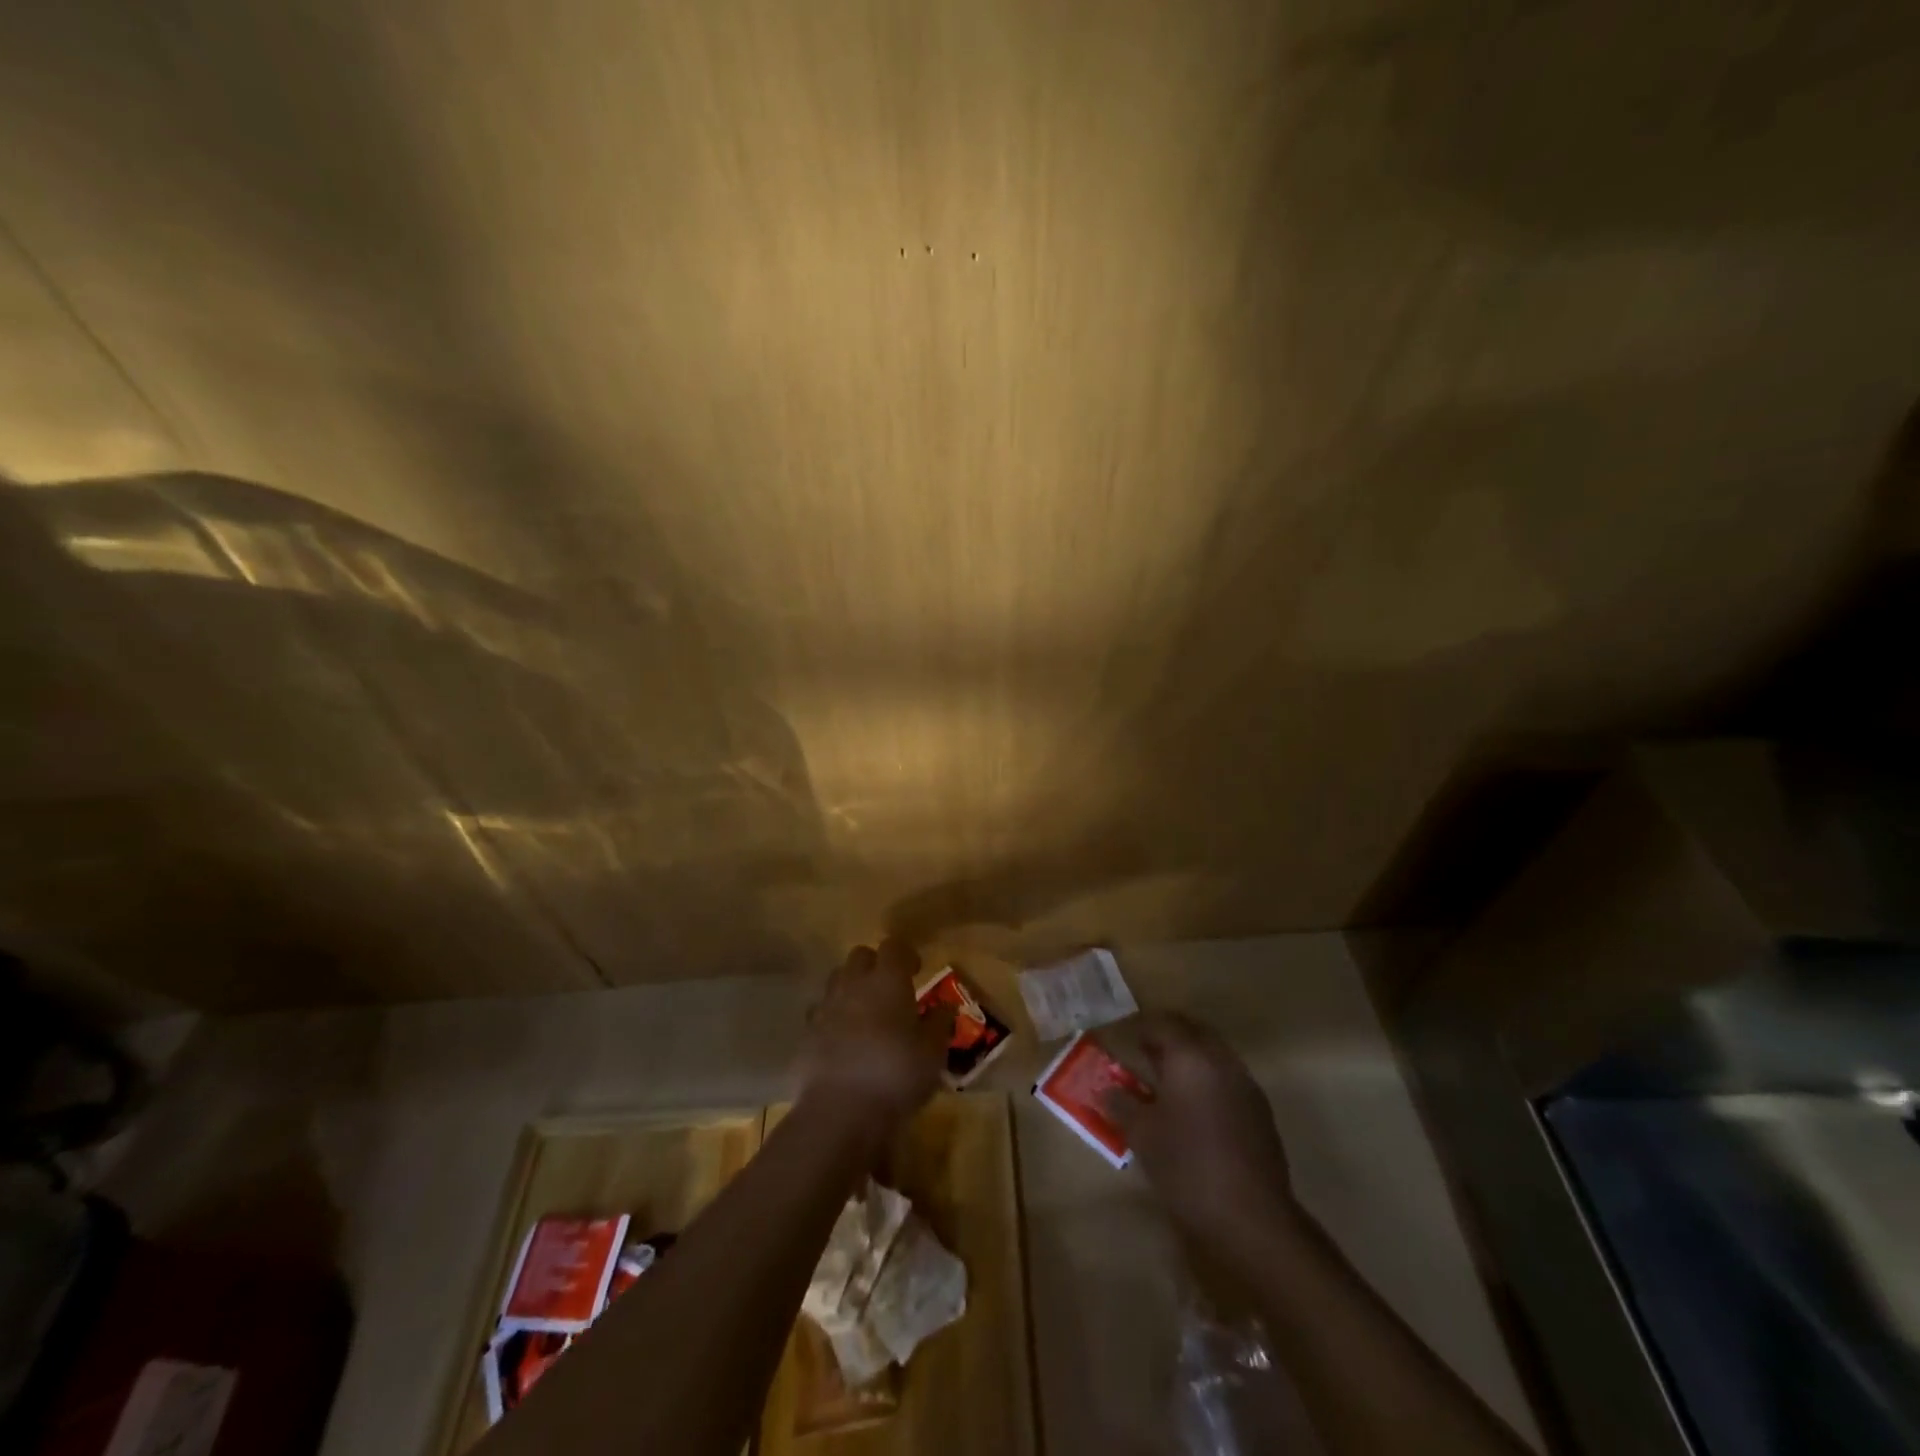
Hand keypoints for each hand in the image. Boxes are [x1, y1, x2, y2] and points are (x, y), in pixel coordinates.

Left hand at [797, 939, 951, 1142]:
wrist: (839, 1112)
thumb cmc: (896, 1075)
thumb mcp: (933, 1053)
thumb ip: (938, 1024)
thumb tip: (944, 1007)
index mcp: (887, 980)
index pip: (893, 947)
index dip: (906, 954)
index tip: (916, 970)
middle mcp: (853, 984)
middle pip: (860, 956)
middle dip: (875, 965)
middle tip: (891, 989)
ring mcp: (826, 1008)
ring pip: (837, 980)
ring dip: (852, 988)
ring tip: (867, 1013)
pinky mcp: (806, 1034)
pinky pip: (821, 1013)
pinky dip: (834, 1018)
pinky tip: (844, 1041)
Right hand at [1110, 1012, 1301, 1267]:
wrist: (1253, 1218)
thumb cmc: (1188, 1167)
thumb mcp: (1142, 1135)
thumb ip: (1121, 1104)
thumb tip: (1104, 1089)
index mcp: (1190, 1057)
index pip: (1161, 1023)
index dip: (1137, 1026)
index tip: (1119, 1035)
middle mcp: (1221, 1060)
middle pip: (1191, 1030)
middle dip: (1165, 1035)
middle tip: (1141, 1049)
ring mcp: (1245, 1084)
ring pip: (1212, 1052)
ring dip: (1187, 1056)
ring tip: (1162, 1077)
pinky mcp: (1259, 1111)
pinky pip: (1226, 1077)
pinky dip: (1205, 1078)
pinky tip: (1191, 1106)